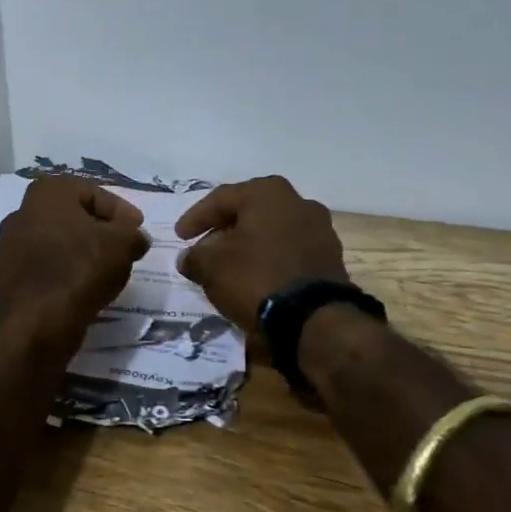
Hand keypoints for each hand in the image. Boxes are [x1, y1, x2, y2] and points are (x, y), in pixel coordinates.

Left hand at [0, 177, 149, 346]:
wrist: (38, 320)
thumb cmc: (81, 267)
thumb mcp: (123, 244)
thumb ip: (133, 234)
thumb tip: (136, 238)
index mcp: (47, 192)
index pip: (94, 193)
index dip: (120, 211)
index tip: (137, 229)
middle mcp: (22, 211)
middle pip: (73, 216)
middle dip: (100, 230)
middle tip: (123, 247)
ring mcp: (10, 245)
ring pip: (58, 242)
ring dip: (81, 251)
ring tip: (106, 269)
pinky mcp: (8, 276)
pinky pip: (45, 266)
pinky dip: (65, 271)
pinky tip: (83, 286)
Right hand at [174, 176, 348, 331]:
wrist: (314, 318)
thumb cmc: (256, 277)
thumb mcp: (211, 267)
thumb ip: (194, 257)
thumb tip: (189, 258)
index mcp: (267, 193)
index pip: (221, 199)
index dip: (195, 218)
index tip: (179, 236)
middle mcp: (298, 201)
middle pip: (249, 212)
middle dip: (224, 230)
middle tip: (203, 248)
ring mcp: (319, 229)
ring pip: (271, 231)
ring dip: (248, 245)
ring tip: (228, 265)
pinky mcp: (330, 257)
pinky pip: (289, 251)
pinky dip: (269, 259)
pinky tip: (255, 276)